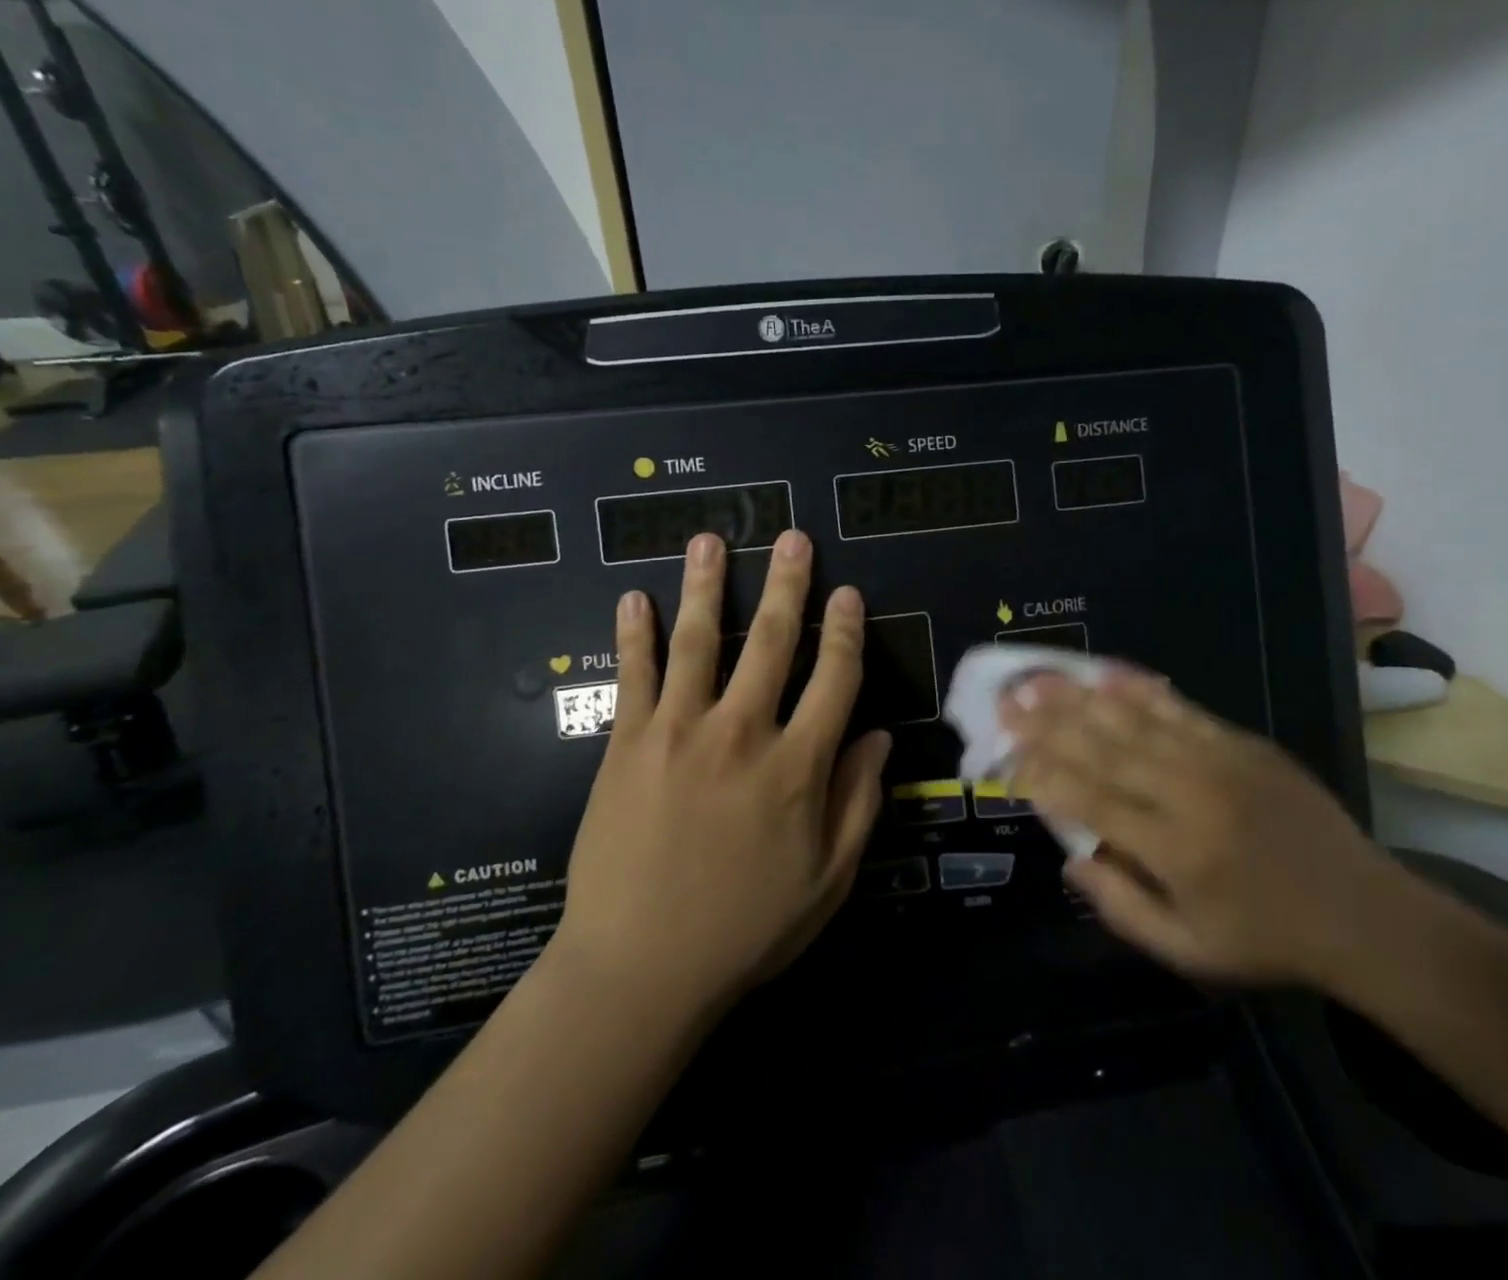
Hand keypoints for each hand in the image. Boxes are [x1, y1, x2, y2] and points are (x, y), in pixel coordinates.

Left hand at [553, 530, 887, 1018]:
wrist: (639, 969)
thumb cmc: (745, 929)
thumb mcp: (827, 879)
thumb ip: (858, 803)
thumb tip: (880, 738)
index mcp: (798, 767)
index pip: (834, 679)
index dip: (845, 632)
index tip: (847, 594)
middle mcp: (742, 733)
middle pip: (772, 643)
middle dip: (787, 585)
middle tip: (792, 538)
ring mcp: (679, 732)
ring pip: (699, 643)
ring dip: (707, 587)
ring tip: (710, 541)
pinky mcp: (627, 744)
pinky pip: (633, 677)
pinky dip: (634, 635)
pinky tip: (634, 598)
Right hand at [1002, 670, 1398, 987]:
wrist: (1363, 913)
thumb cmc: (1267, 939)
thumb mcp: (1190, 951)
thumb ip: (1122, 907)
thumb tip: (1069, 860)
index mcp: (1174, 849)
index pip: (1090, 800)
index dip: (1042, 777)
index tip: (1006, 759)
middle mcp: (1189, 793)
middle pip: (1103, 749)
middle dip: (1047, 724)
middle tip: (1005, 701)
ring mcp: (1217, 760)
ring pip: (1133, 720)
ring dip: (1080, 697)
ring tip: (1038, 678)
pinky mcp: (1241, 742)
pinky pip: (1178, 708)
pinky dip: (1138, 688)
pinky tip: (1106, 672)